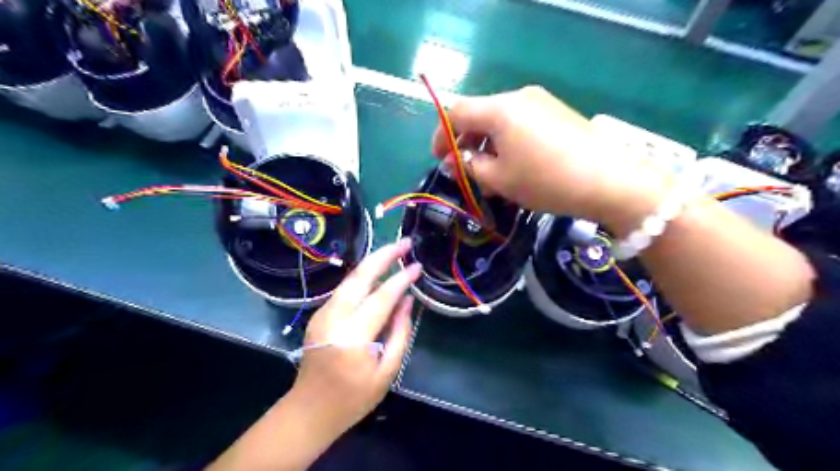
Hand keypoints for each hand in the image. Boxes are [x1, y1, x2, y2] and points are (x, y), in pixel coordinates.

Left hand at [291, 241, 419, 438]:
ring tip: (394, 251)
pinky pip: (345, 289)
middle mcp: (333, 318)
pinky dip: (363, 276)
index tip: (417, 266)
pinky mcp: (319, 314)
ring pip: (350, 279)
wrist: (309, 410)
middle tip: (404, 242)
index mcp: (352, 337)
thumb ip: (400, 333)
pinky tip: (378, 272)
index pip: (381, 298)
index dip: (401, 279)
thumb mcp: (386, 372)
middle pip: (360, 277)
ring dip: (372, 262)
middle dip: (383, 255)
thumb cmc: (353, 398)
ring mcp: (322, 314)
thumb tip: (407, 301)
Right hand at [433, 87, 669, 227]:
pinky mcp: (557, 113)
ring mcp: (541, 102)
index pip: (456, 112)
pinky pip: (521, 124)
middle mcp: (519, 97)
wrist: (610, 181)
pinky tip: (514, 166)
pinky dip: (508, 143)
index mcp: (500, 109)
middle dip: (465, 142)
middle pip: (479, 114)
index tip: (438, 159)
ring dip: (487, 145)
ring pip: (500, 121)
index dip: (441, 134)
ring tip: (490, 176)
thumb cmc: (545, 181)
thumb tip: (454, 159)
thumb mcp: (499, 179)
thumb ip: (469, 166)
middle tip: (465, 171)